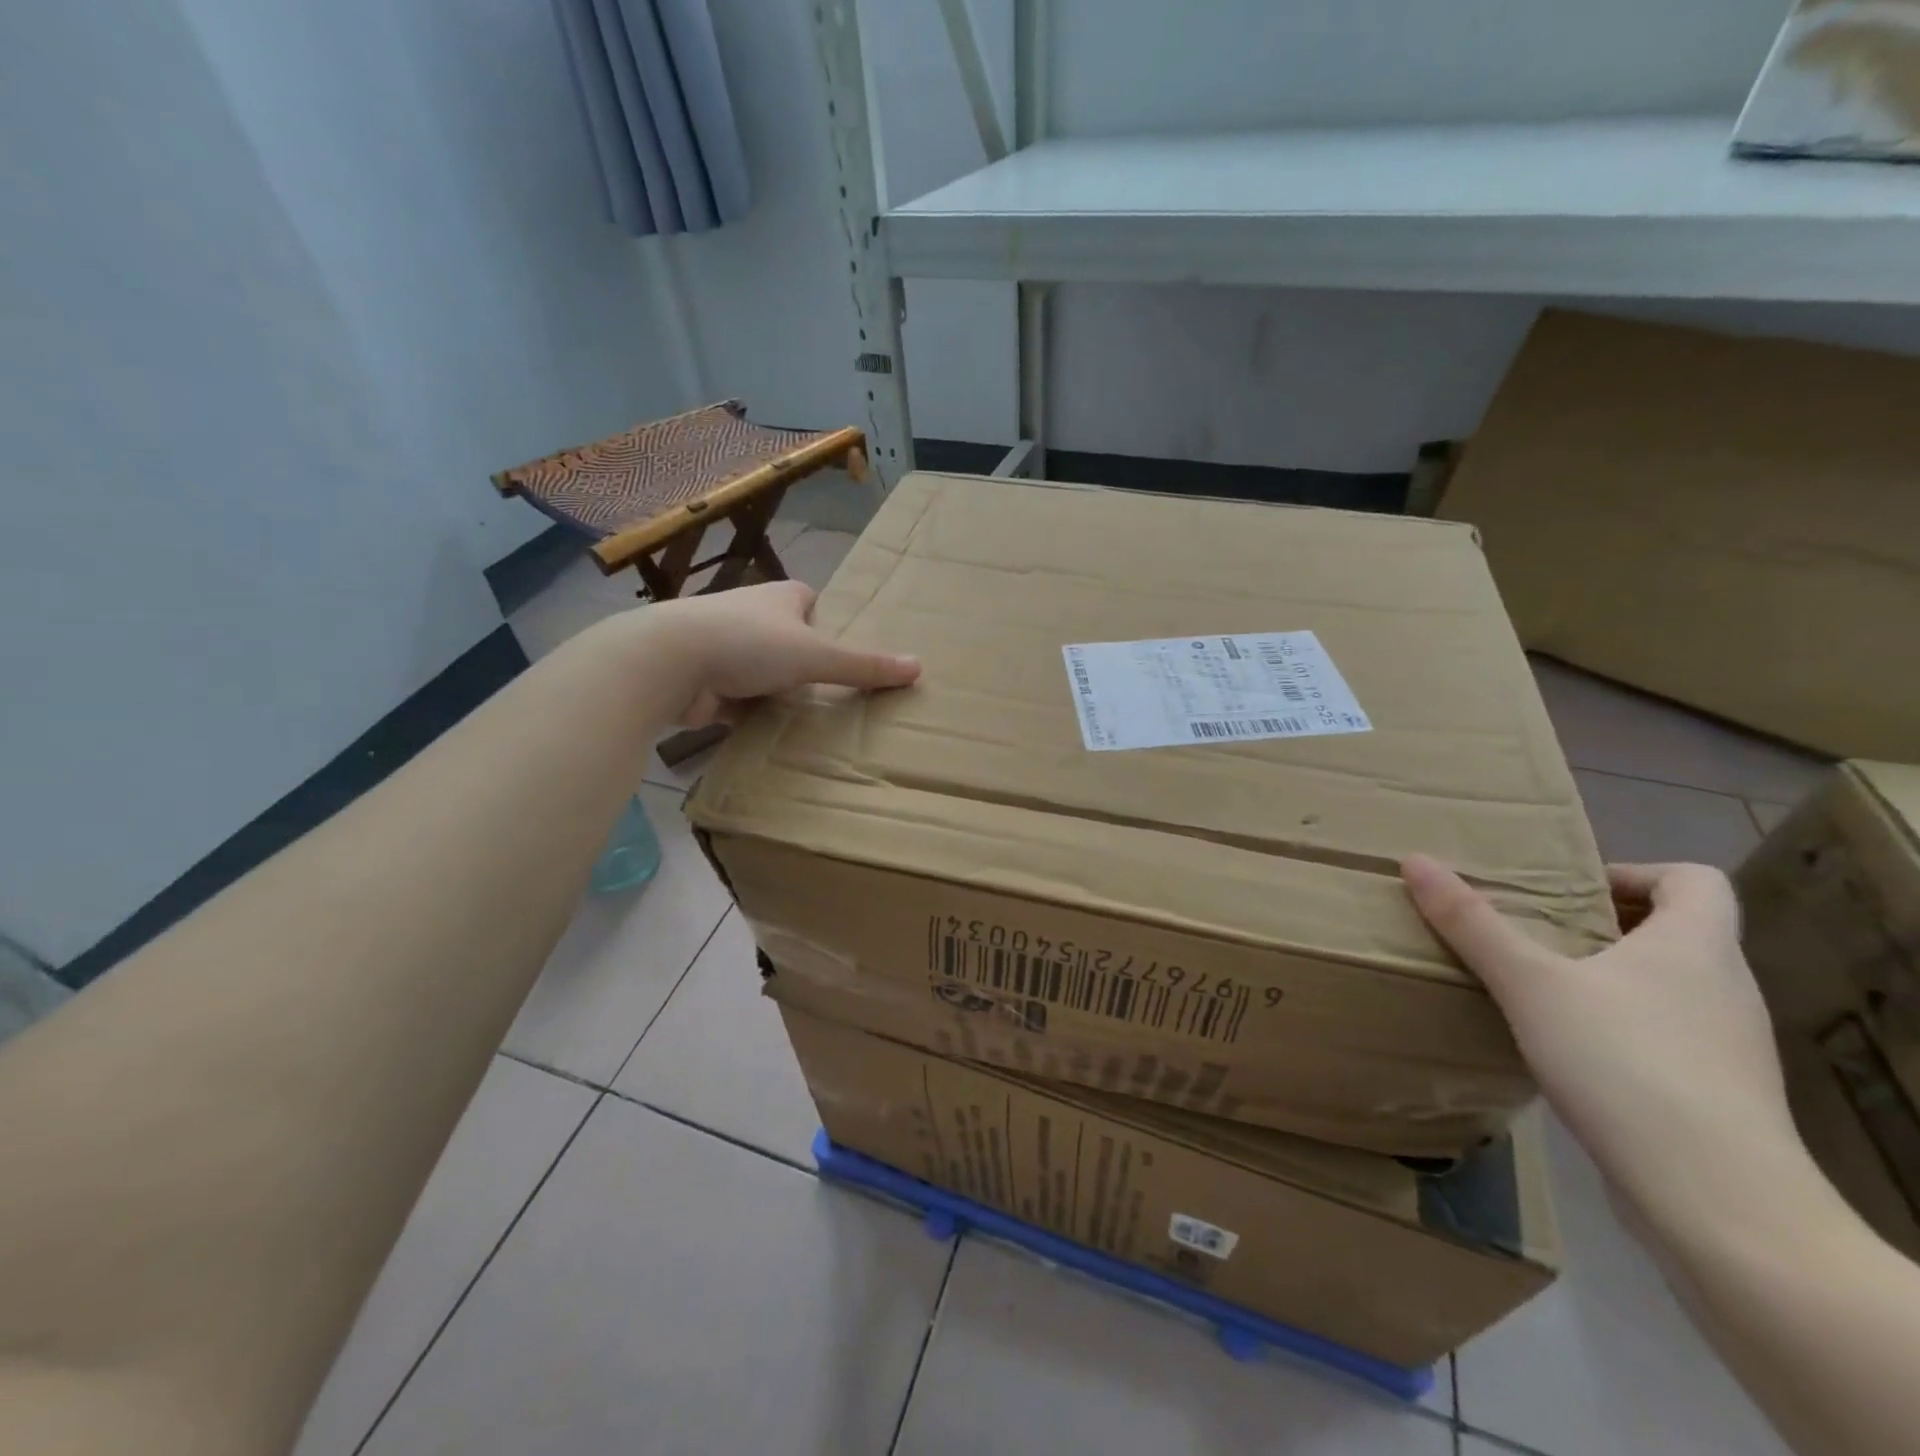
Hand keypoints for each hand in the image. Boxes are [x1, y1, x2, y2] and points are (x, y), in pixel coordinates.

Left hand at [642, 580, 920, 725]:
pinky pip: (740, 700)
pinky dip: (753, 714)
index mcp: (778, 598)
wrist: (668, 662)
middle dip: (804, 662)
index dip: (826, 620)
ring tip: (810, 718)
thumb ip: (863, 665)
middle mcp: (750, 617)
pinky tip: (772, 734)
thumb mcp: (815, 654)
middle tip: (835, 692)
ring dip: (778, 690)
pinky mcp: (705, 683)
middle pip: (787, 638)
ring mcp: (723, 650)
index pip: (809, 600)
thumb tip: (918, 667)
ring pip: (762, 671)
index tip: (843, 649)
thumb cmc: (748, 643)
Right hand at [1401, 855, 1799, 1220]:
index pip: (1698, 880)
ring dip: (1610, 978)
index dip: (1636, 873)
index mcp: (1696, 947)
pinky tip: (1570, 1052)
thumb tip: (1416, 861)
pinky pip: (1668, 1037)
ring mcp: (1728, 1047)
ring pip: (1670, 988)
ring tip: (1541, 990)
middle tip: (1536, 934)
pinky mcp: (1718, 1096)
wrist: (1716, 1201)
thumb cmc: (1626, 1064)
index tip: (1571, 892)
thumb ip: (1472, 923)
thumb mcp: (1530, 984)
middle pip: (1678, 932)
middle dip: (1604, 926)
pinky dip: (1621, 1028)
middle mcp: (1726, 989)